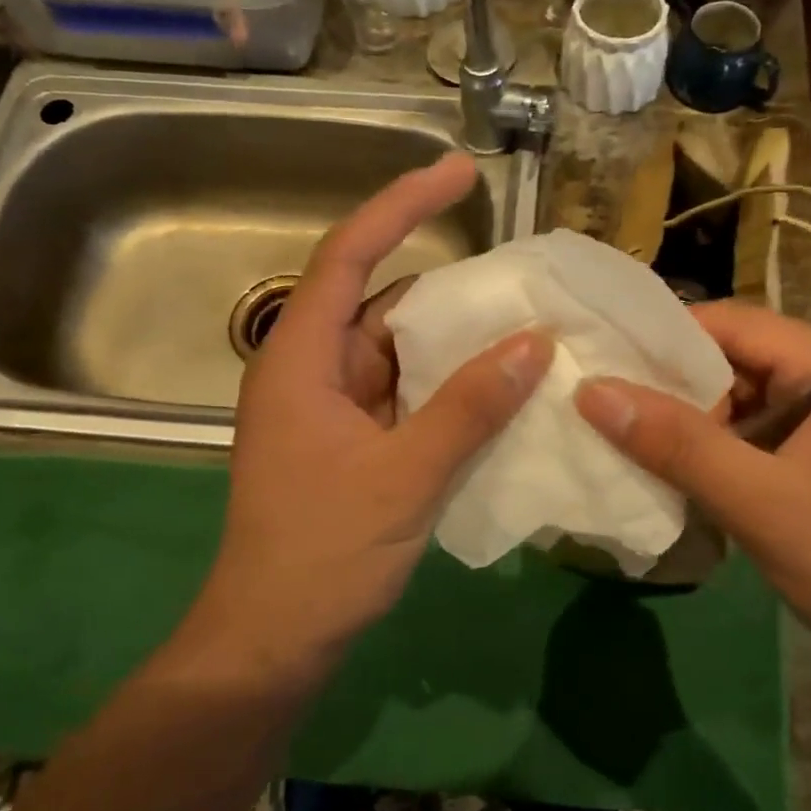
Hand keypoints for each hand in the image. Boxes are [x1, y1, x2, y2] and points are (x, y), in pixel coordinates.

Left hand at [196, 153, 549, 671]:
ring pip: (400, 350)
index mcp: (302, 358)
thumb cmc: (323, 553)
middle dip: (449, 283)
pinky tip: (498, 385)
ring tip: (525, 323)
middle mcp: (313, 368)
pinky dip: (449, 384)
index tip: (460, 172)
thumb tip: (534, 343)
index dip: (403, 204)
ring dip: (455, 340)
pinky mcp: (352, 439)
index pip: (351, 254)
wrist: (276, 639)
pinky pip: (406, 391)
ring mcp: (332, 406)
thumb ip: (470, 407)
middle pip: (382, 299)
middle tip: (519, 272)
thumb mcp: (406, 477)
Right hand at [574, 300, 810, 693]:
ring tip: (633, 442)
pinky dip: (723, 451)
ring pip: (749, 400)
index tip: (601, 362)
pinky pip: (766, 434)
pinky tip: (684, 473)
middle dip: (675, 388)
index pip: (735, 324)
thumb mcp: (761, 503)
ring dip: (696, 424)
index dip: (662, 340)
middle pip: (740, 360)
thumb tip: (591, 390)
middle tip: (606, 408)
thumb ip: (677, 444)